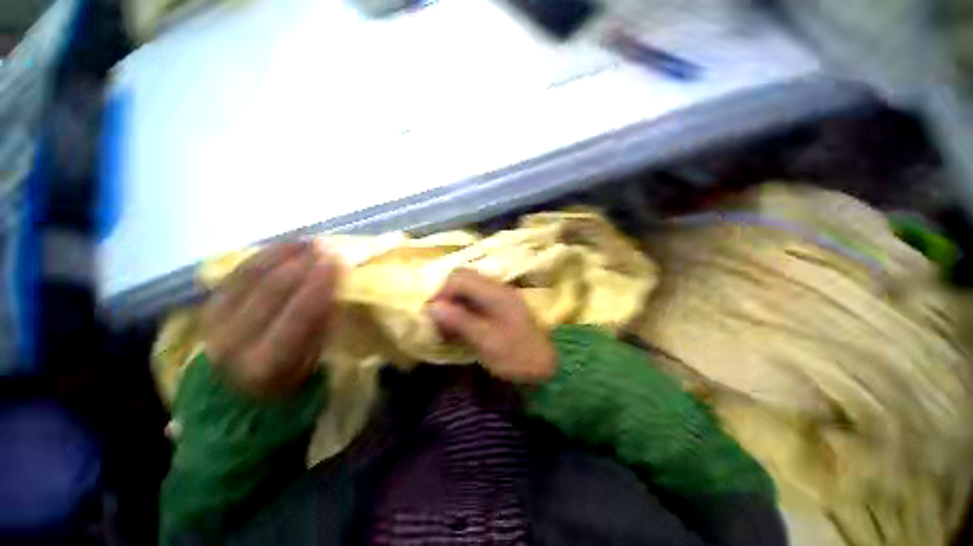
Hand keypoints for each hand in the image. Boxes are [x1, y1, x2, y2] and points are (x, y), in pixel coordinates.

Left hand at [201, 242, 337, 396]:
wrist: (232, 394)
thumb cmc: (286, 382)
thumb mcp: (312, 365)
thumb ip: (322, 329)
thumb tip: (335, 292)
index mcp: (265, 364)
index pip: (297, 315)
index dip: (319, 285)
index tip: (339, 260)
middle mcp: (234, 340)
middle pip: (272, 290)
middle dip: (304, 263)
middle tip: (329, 246)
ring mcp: (215, 320)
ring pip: (252, 274)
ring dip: (285, 253)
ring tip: (311, 241)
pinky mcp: (209, 305)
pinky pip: (238, 271)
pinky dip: (265, 255)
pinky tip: (287, 246)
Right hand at [427, 270, 556, 384]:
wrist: (548, 366)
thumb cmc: (518, 356)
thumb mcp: (487, 342)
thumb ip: (460, 321)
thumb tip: (432, 307)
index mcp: (495, 293)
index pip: (459, 278)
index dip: (441, 292)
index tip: (432, 315)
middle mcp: (497, 287)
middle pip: (463, 278)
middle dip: (446, 295)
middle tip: (439, 319)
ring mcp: (500, 295)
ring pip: (468, 288)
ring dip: (454, 302)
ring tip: (447, 325)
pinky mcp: (501, 306)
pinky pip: (476, 298)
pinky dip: (463, 308)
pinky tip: (461, 326)